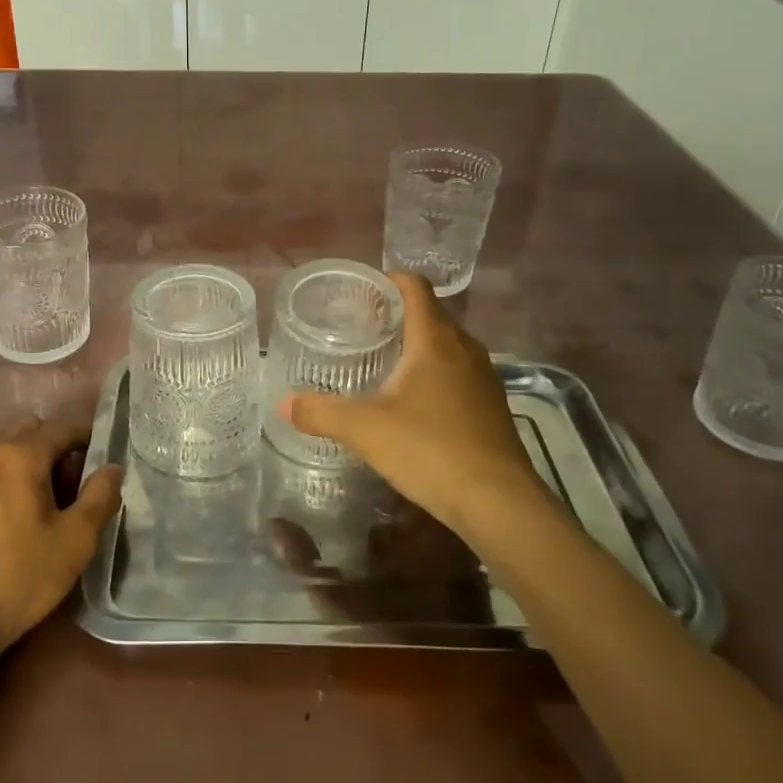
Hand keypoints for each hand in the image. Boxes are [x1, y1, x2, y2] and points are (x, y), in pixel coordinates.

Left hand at [0, 416, 122, 669]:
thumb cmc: (18, 578)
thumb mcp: (75, 542)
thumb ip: (100, 497)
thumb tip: (112, 467)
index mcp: (22, 455)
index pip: (62, 427)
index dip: (86, 434)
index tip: (101, 452)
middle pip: (24, 428)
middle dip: (50, 441)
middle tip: (66, 478)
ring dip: (12, 452)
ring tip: (26, 485)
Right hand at [283, 273, 551, 545]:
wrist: (499, 503)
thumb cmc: (430, 449)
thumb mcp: (365, 430)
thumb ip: (321, 411)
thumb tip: (283, 402)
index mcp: (434, 339)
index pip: (416, 287)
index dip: (390, 279)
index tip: (364, 289)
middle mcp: (465, 349)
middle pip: (431, 315)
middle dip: (398, 315)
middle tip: (362, 329)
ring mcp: (484, 378)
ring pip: (447, 346)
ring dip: (418, 347)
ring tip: (384, 363)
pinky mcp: (492, 407)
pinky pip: (459, 374)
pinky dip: (435, 375)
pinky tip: (414, 404)